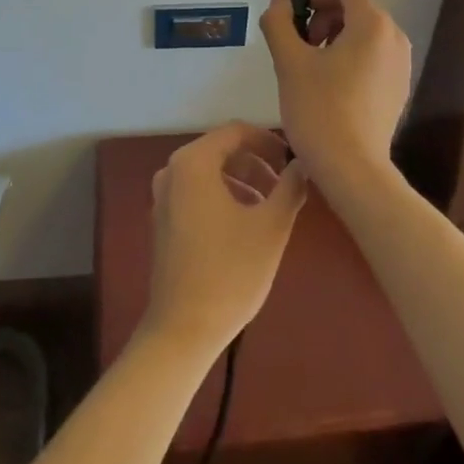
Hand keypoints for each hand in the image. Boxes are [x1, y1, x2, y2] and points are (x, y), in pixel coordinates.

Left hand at [143, 122, 307, 353]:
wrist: (183, 331)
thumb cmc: (230, 272)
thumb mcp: (272, 226)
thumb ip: (290, 187)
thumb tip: (301, 165)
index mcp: (193, 162)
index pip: (236, 132)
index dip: (268, 141)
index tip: (291, 161)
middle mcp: (172, 171)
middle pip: (221, 150)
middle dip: (256, 163)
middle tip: (285, 185)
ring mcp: (163, 197)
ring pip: (210, 173)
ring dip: (242, 181)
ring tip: (270, 207)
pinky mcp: (162, 221)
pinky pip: (197, 193)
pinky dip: (223, 197)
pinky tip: (245, 225)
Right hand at [259, 0, 412, 185]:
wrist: (353, 170)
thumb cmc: (319, 110)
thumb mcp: (289, 62)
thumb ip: (279, 22)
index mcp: (372, 23)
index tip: (297, 22)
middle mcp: (394, 35)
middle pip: (356, 5)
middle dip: (324, 17)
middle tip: (302, 48)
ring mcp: (402, 62)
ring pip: (365, 31)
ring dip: (337, 37)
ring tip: (315, 70)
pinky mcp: (400, 86)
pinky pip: (374, 54)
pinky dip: (352, 57)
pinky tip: (334, 88)